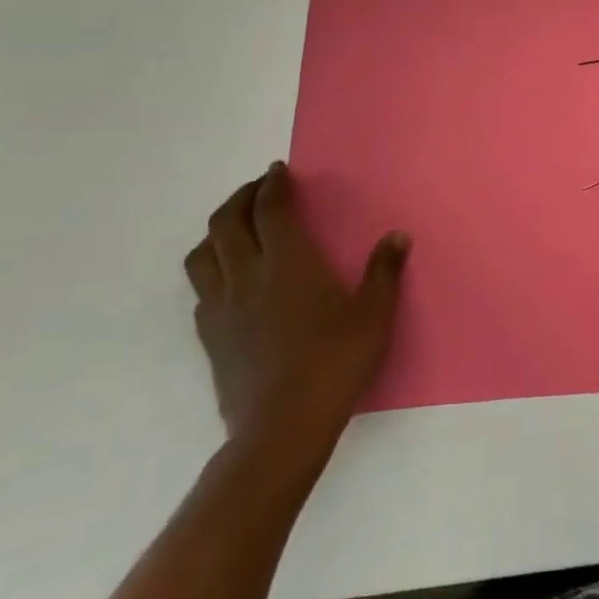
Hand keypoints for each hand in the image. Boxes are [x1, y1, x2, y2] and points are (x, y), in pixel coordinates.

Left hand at [183, 162, 408, 454]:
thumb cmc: (336, 362)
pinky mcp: (210, 337)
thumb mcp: (375, 314)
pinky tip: (232, 279)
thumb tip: (396, 236)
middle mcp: (247, 276)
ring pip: (203, 255)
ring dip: (217, 231)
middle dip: (241, 198)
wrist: (282, 428)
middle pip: (226, 223)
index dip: (272, 184)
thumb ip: (384, 271)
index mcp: (288, 263)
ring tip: (237, 227)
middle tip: (259, 188)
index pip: (270, 210)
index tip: (278, 170)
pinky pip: (201, 289)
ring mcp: (222, 308)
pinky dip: (213, 269)